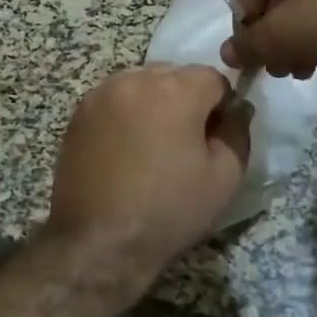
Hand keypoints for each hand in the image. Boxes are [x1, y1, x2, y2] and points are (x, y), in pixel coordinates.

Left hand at [44, 64, 251, 285]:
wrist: (99, 242)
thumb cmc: (168, 210)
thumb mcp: (224, 176)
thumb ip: (237, 131)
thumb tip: (238, 109)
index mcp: (175, 89)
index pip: (213, 78)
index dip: (222, 106)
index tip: (216, 138)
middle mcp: (136, 79)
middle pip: (175, 75)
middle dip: (187, 99)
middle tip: (186, 143)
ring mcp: (102, 93)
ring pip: (143, 84)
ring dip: (155, 103)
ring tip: (153, 146)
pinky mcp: (79, 112)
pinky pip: (116, 100)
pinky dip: (127, 113)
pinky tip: (126, 150)